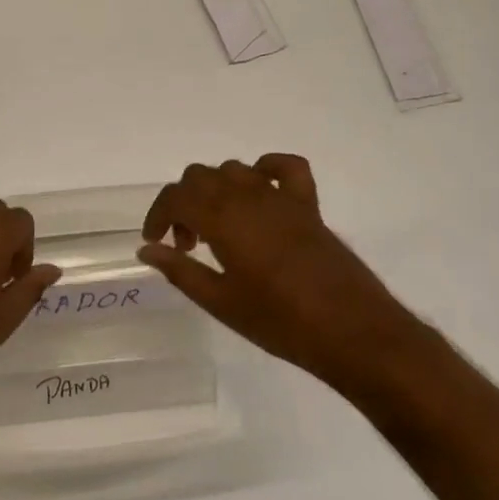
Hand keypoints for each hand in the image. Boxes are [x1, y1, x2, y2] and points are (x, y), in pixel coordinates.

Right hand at [139, 155, 406, 388]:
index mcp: (222, 218)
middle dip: (183, 204)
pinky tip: (260, 192)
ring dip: (216, 191)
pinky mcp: (308, 205)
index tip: (154, 242)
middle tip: (187, 244)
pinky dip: (267, 169)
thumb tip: (147, 251)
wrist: (352, 332)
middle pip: (200, 176)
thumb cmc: (280, 322)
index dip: (158, 215)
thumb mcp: (221, 303)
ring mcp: (280, 196)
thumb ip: (180, 271)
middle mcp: (248, 195)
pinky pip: (285, 168)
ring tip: (218, 229)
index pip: (176, 196)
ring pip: (234, 170)